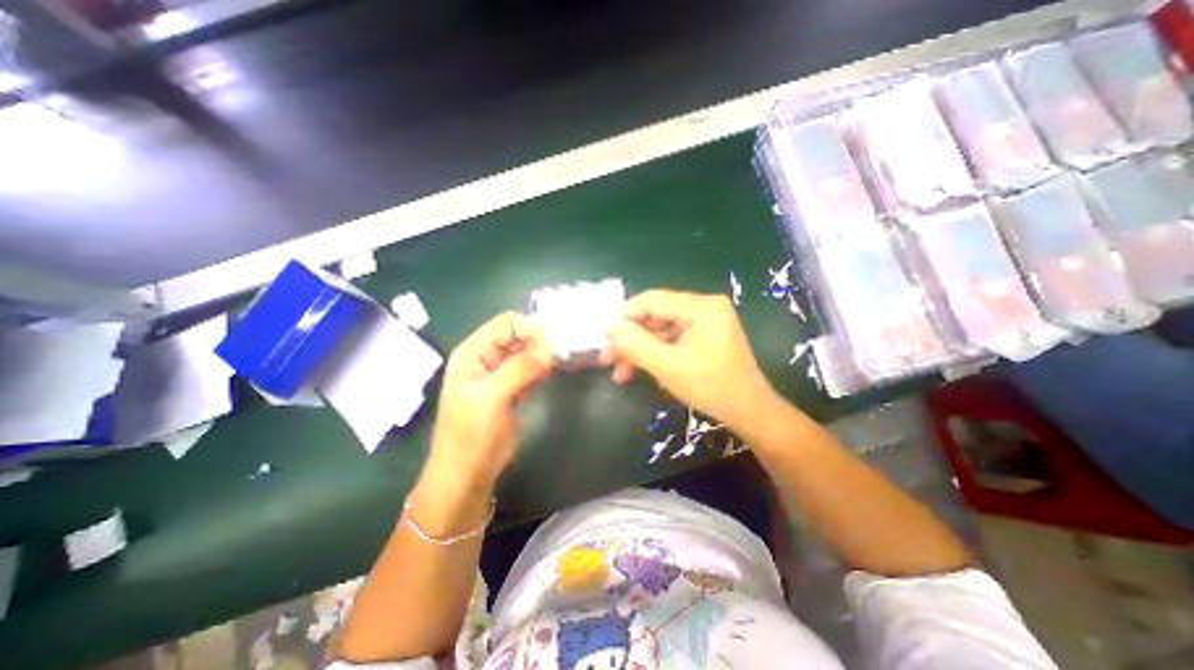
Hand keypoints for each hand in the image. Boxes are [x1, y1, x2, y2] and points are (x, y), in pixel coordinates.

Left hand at [424, 312, 553, 491]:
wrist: (467, 473)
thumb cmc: (472, 434)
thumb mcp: (492, 397)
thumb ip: (520, 369)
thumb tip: (551, 349)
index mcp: (473, 352)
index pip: (506, 323)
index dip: (530, 328)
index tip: (553, 344)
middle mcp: (485, 357)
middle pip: (517, 335)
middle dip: (539, 341)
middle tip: (560, 354)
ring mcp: (499, 374)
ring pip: (525, 352)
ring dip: (543, 354)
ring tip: (560, 361)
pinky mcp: (511, 389)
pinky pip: (529, 369)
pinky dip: (541, 368)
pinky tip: (552, 373)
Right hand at [608, 289, 784, 431]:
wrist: (749, 412)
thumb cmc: (712, 388)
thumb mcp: (669, 367)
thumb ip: (636, 344)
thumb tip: (611, 327)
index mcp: (701, 307)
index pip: (653, 300)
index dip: (625, 316)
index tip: (603, 334)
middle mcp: (703, 307)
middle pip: (655, 316)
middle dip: (630, 339)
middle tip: (606, 358)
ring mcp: (703, 322)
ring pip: (659, 330)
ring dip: (638, 350)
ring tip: (619, 372)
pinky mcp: (701, 337)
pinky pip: (670, 340)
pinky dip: (653, 354)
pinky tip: (637, 370)